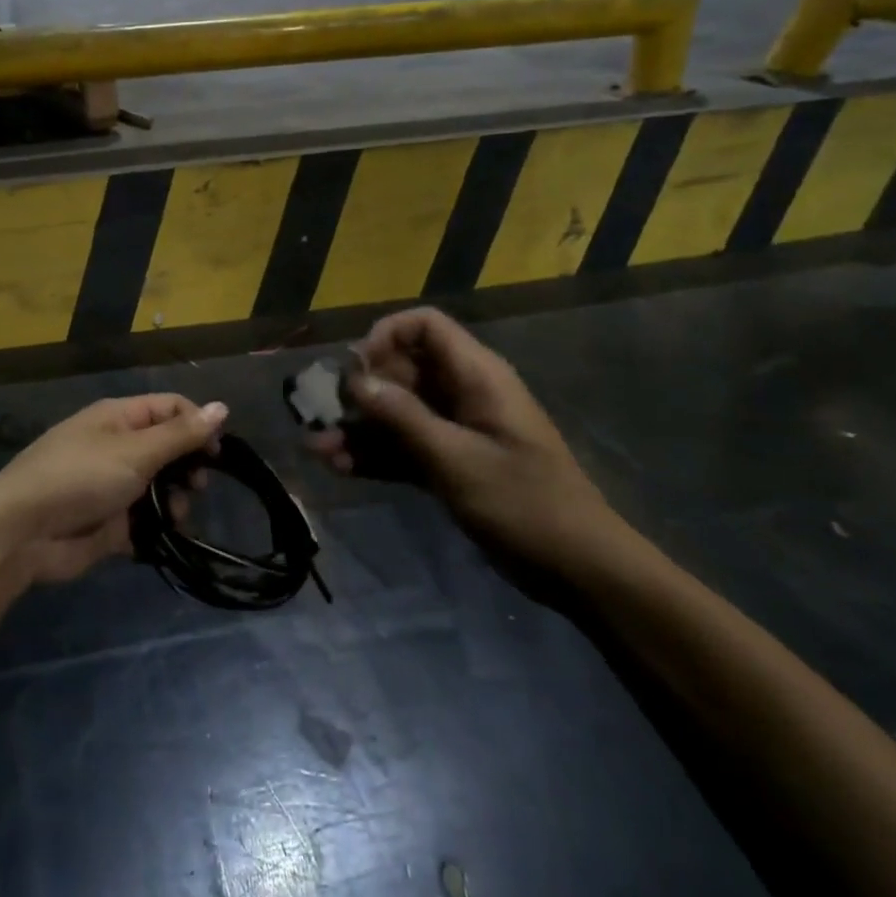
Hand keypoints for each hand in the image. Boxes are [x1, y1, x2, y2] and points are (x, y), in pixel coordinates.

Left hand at [0, 395, 227, 584]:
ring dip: (174, 502)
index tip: (217, 453)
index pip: (171, 408)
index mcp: (119, 418)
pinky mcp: (109, 523)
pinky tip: (160, 538)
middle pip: (168, 449)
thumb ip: (181, 434)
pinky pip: (144, 522)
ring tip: (174, 517)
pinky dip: (155, 529)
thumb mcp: (135, 451)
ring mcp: (112, 486)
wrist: (22, 533)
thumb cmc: (80, 477)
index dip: (198, 424)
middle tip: (197, 487)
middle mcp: (117, 446)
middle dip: (187, 467)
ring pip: (160, 488)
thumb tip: (222, 407)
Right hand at [307, 307, 631, 580]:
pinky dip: (376, 455)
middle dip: (360, 391)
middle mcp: (462, 393)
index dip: (386, 336)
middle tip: (321, 414)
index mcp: (476, 376)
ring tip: (317, 448)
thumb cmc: (524, 503)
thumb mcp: (457, 459)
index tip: (355, 369)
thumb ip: (403, 417)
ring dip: (360, 428)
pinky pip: (405, 446)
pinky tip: (340, 468)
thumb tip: (355, 380)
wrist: (578, 569)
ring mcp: (456, 430)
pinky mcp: (451, 463)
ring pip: (398, 413)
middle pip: (402, 371)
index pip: (424, 327)